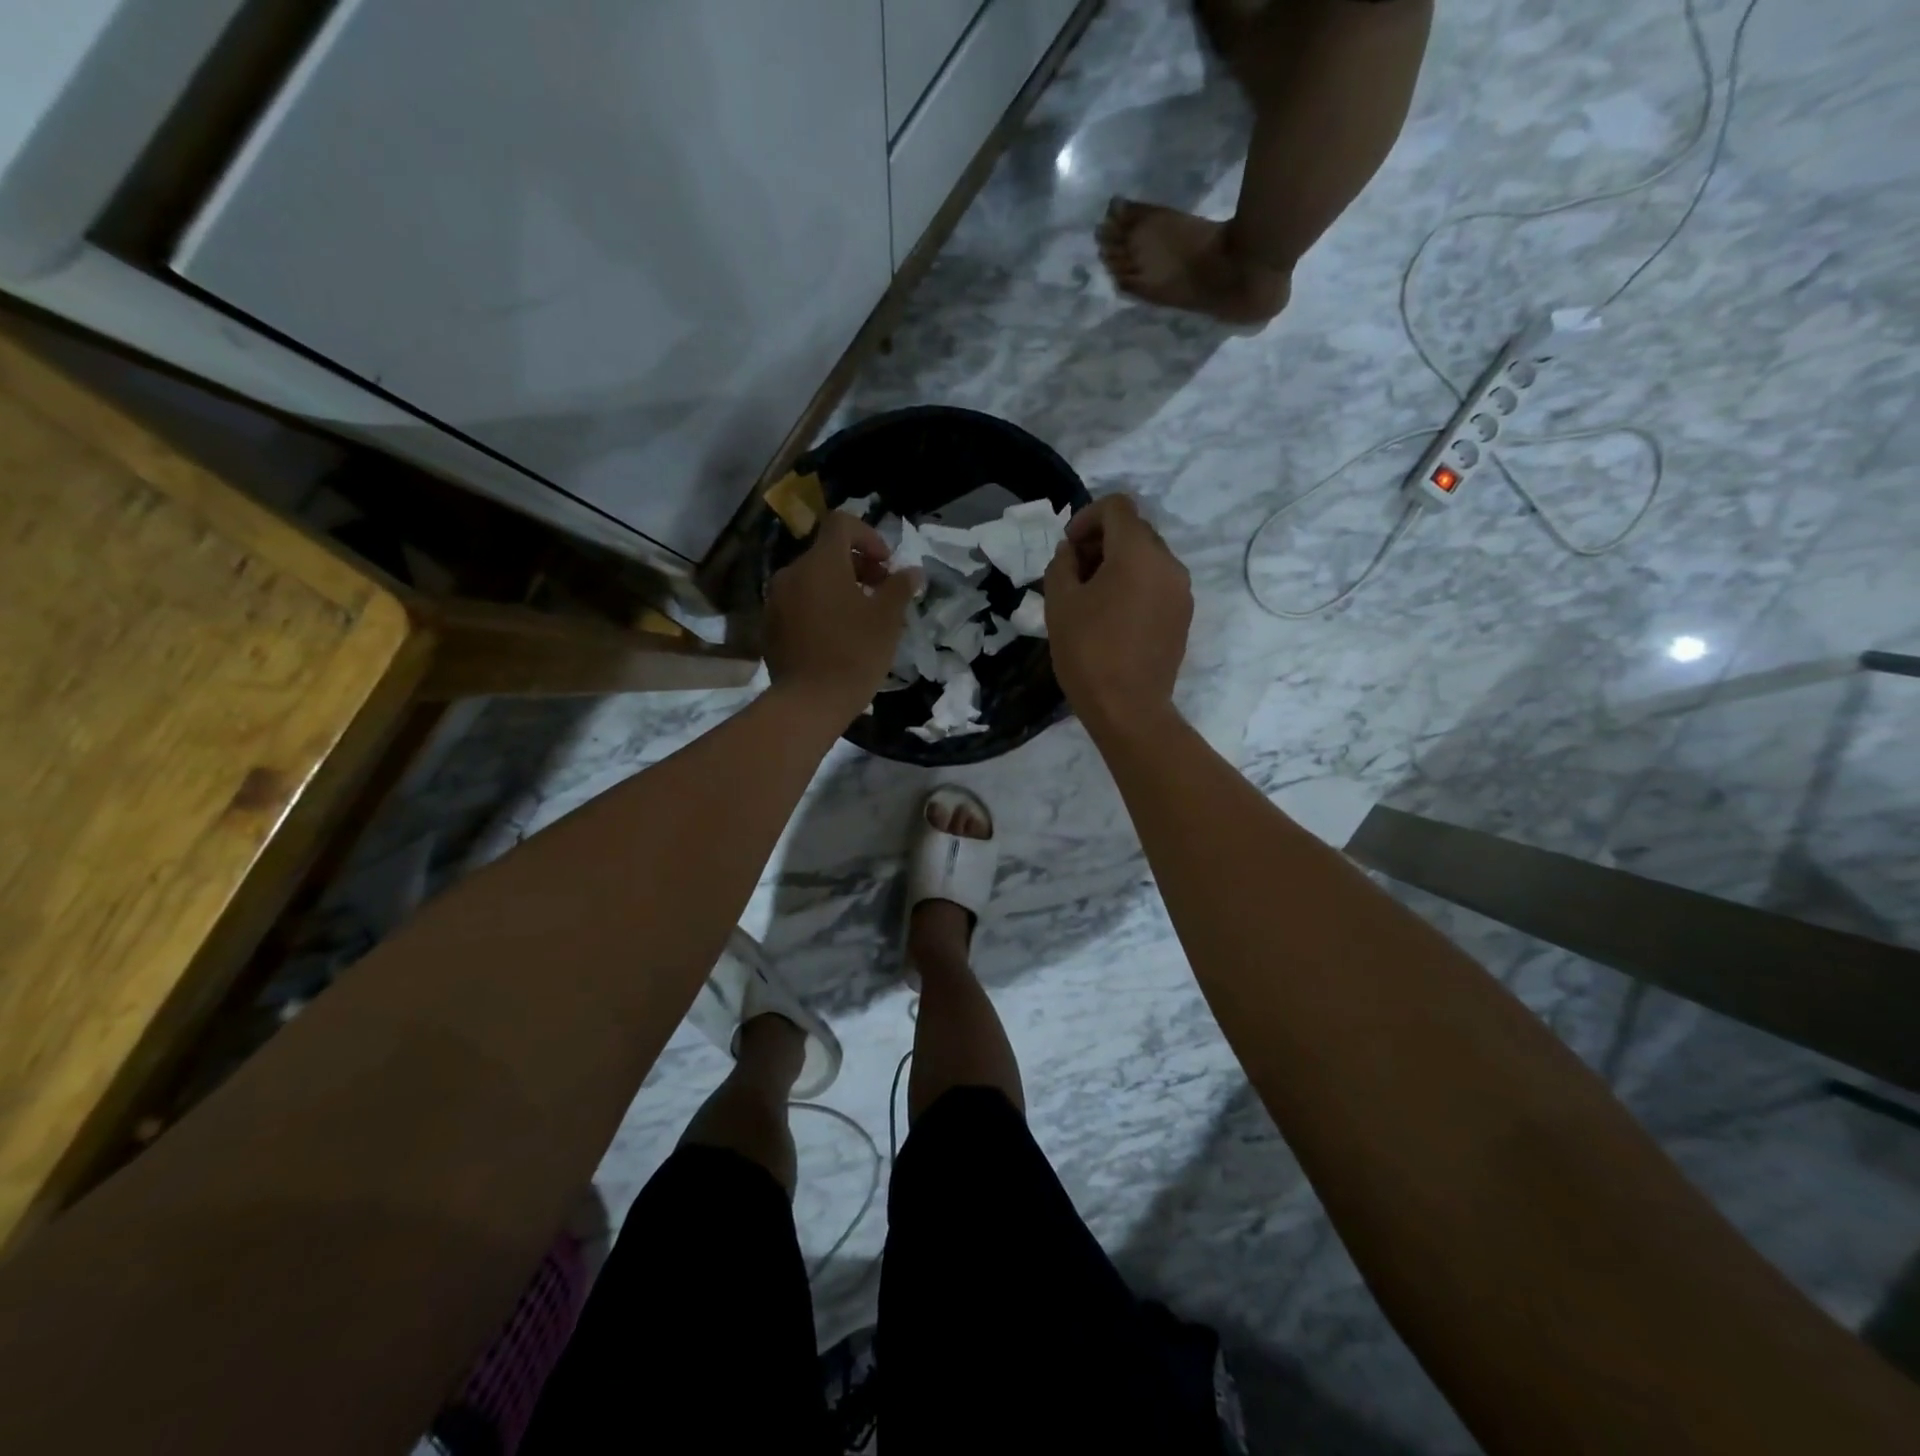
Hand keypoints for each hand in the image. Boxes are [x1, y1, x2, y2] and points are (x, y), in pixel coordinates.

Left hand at [765, 509, 921, 722]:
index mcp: (821, 562)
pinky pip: (798, 603)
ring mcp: (776, 600)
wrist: (809, 702)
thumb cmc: (854, 654)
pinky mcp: (770, 626)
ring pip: (811, 580)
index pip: (842, 523)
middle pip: (826, 553)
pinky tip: (836, 636)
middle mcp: (792, 572)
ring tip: (860, 617)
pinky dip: (819, 608)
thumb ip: (900, 587)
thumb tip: (911, 571)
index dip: (869, 536)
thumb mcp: (887, 619)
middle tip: (880, 592)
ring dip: (838, 588)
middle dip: (857, 565)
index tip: (886, 565)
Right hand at [1043, 493, 1191, 736]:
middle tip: (1074, 572)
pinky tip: (1113, 615)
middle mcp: (1168, 563)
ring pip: (1148, 557)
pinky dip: (1135, 584)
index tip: (1068, 547)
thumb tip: (1072, 552)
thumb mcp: (1059, 603)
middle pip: (1134, 530)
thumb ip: (1062, 564)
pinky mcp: (1183, 615)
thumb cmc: (1088, 652)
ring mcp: (1181, 590)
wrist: (1128, 708)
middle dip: (1102, 541)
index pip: (1117, 507)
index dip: (1087, 517)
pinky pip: (1158, 582)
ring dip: (1118, 563)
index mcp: (1138, 553)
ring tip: (1092, 597)